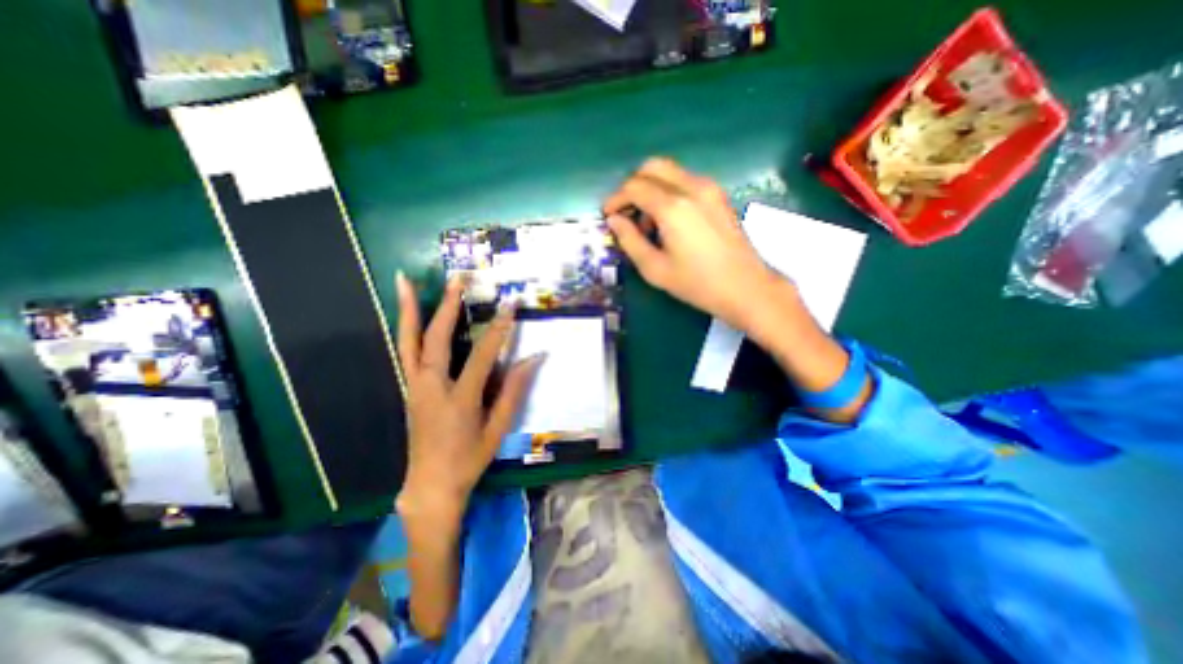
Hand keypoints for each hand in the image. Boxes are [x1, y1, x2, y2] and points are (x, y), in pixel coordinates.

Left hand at [397, 273, 543, 517]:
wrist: (430, 486)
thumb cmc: (468, 459)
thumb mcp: (498, 429)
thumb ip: (514, 391)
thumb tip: (533, 358)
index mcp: (459, 399)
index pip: (482, 354)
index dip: (499, 329)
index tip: (511, 305)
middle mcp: (430, 387)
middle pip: (436, 339)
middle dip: (447, 305)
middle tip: (457, 279)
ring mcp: (413, 386)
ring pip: (408, 342)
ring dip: (409, 310)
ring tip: (404, 280)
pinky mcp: (407, 388)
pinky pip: (404, 352)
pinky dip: (404, 329)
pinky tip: (406, 313)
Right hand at [605, 156, 787, 330]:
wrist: (745, 287)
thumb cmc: (697, 283)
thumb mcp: (655, 269)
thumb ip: (630, 240)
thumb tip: (614, 220)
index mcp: (673, 207)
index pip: (634, 187)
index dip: (615, 199)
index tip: (608, 216)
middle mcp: (691, 187)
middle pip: (652, 167)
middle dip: (632, 186)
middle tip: (626, 213)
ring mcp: (709, 188)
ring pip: (669, 171)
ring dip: (651, 189)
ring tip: (648, 224)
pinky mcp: (718, 195)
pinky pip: (685, 181)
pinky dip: (668, 192)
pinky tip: (669, 221)